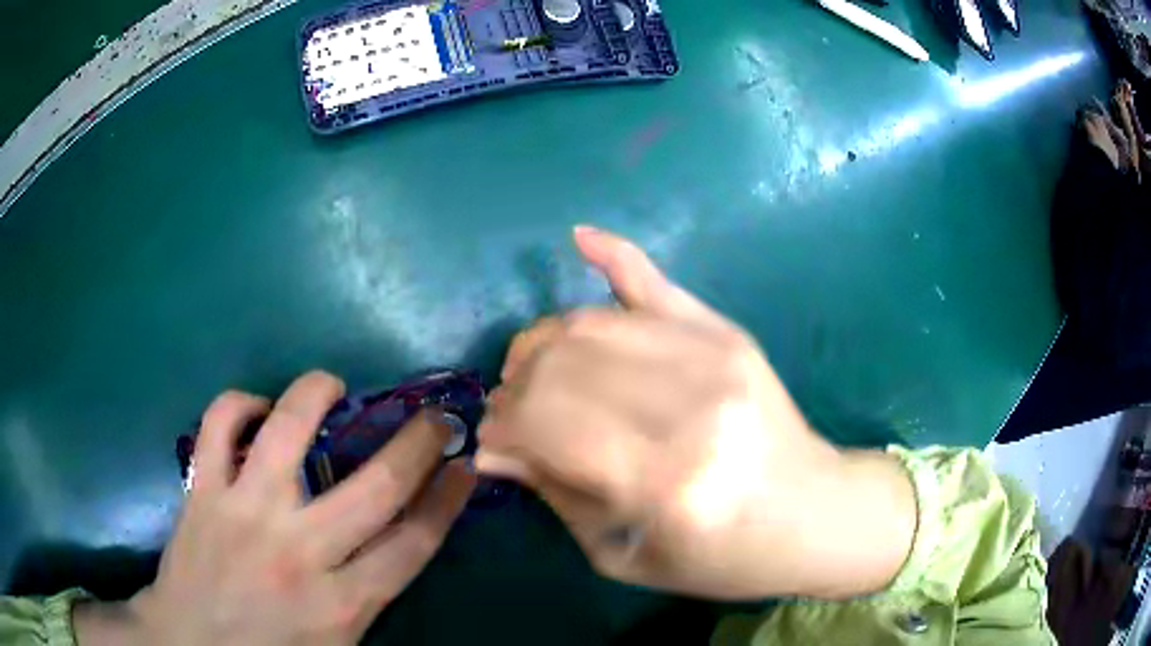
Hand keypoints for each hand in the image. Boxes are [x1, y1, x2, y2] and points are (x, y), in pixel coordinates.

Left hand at [74, 371, 474, 644]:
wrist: (191, 645)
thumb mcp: (339, 645)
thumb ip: (371, 597)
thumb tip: (401, 540)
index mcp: (342, 603)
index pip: (414, 541)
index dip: (447, 499)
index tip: (465, 466)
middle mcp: (298, 553)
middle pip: (375, 486)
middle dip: (418, 442)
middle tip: (436, 415)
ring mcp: (244, 514)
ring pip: (286, 431)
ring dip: (317, 394)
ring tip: (331, 385)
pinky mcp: (201, 491)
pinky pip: (218, 425)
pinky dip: (239, 403)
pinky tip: (255, 408)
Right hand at [477, 227, 915, 599]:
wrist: (811, 514)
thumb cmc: (720, 557)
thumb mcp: (624, 555)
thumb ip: (557, 495)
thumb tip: (492, 448)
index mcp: (663, 479)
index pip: (544, 423)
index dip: (502, 429)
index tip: (491, 444)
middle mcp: (688, 405)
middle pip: (561, 365)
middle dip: (515, 389)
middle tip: (511, 414)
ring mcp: (712, 355)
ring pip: (590, 324)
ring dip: (543, 344)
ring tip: (533, 372)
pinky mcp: (725, 334)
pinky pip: (656, 281)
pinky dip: (614, 255)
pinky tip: (579, 239)